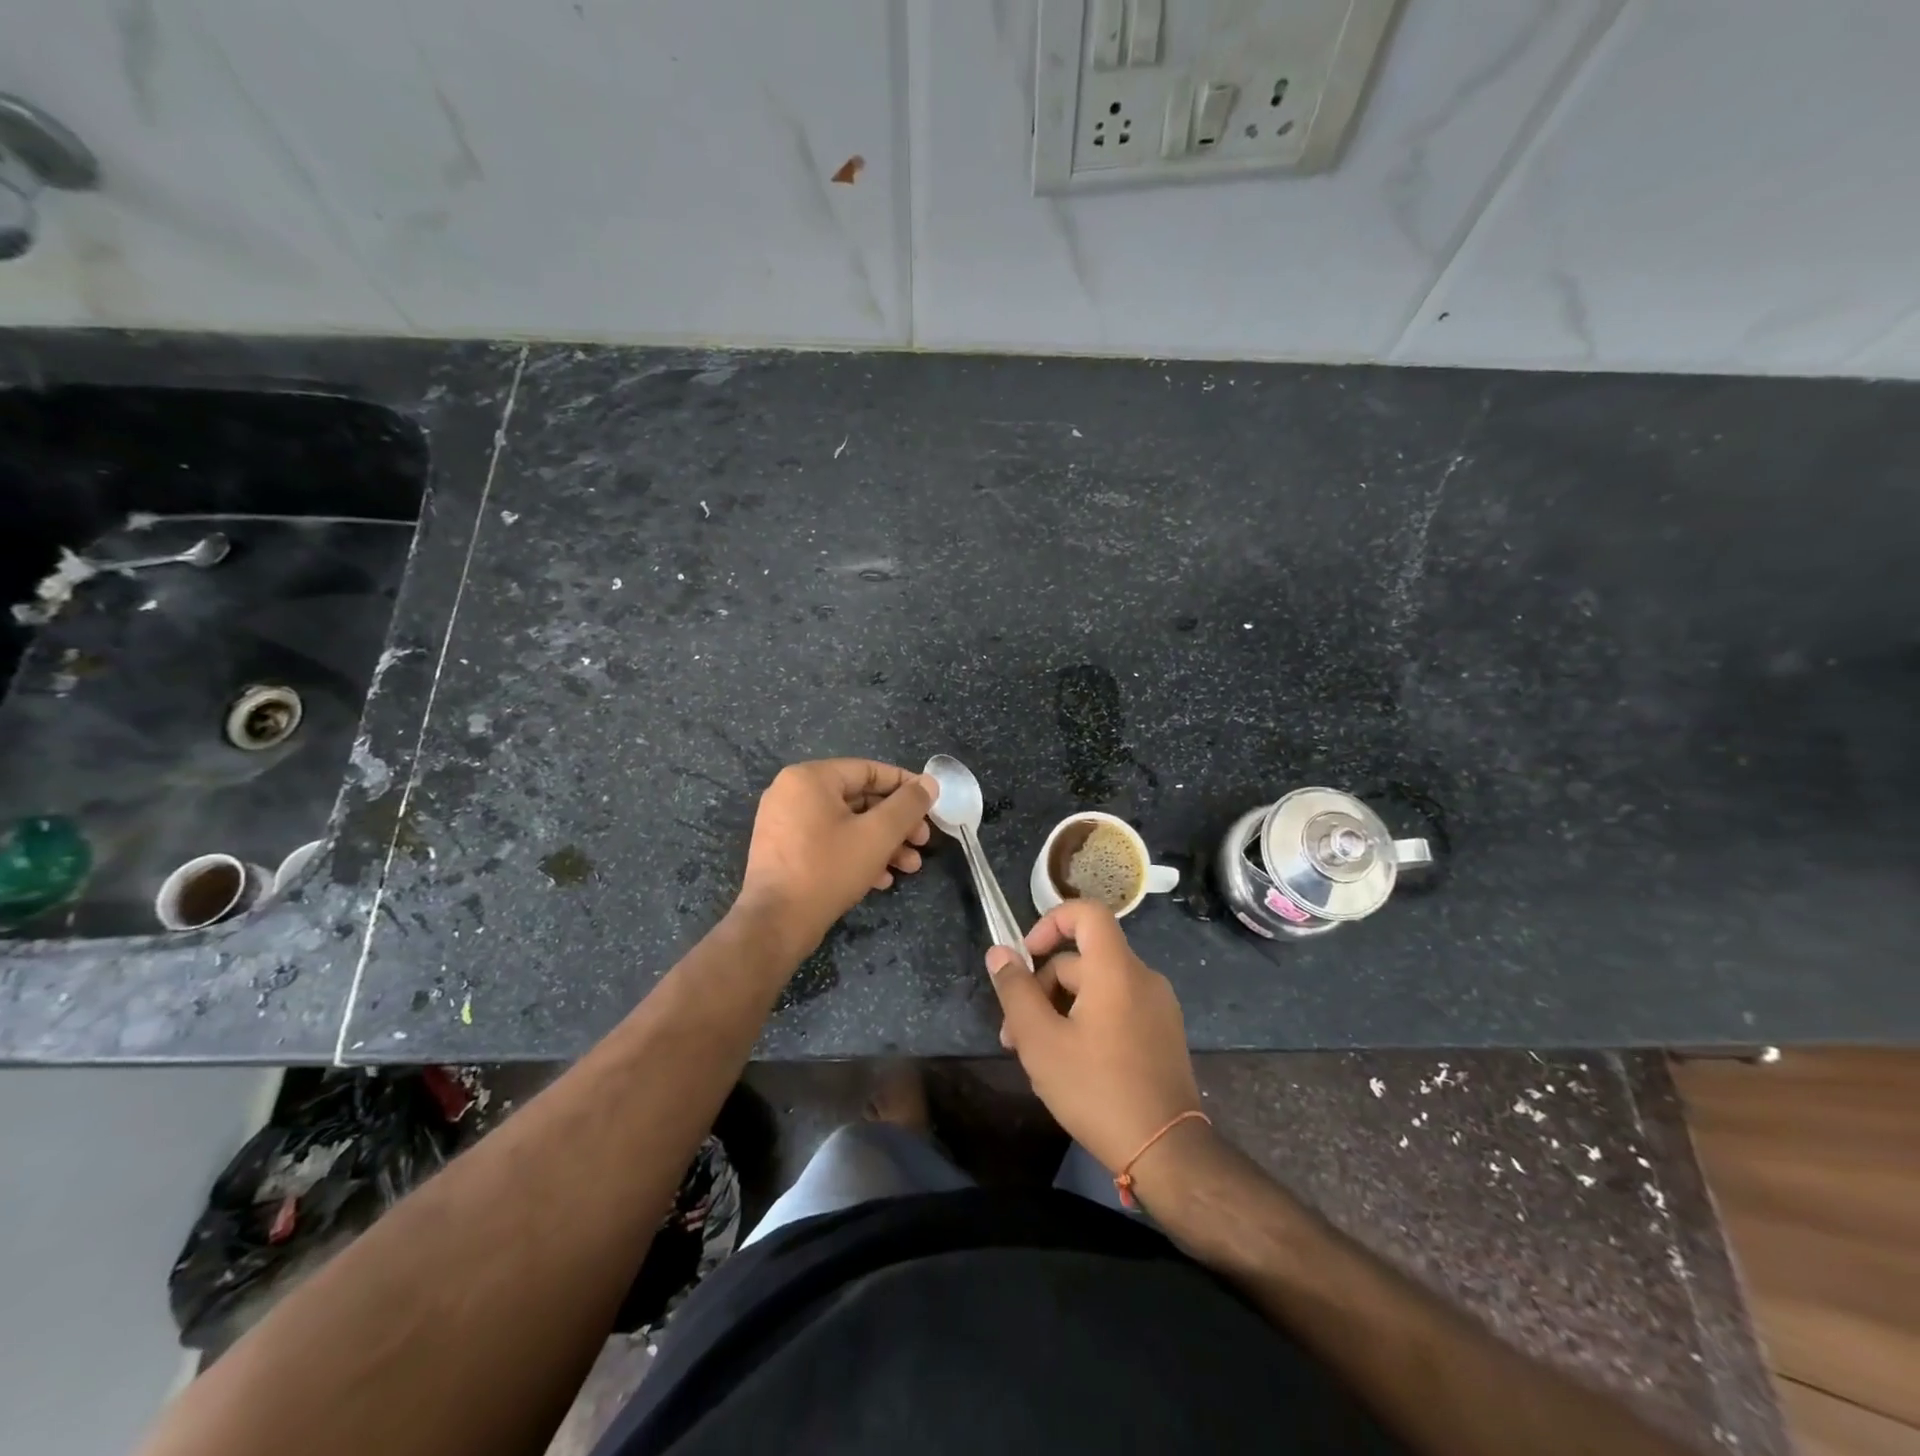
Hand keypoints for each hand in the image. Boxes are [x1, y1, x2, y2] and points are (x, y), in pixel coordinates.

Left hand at [736, 759, 934, 956]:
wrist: (775, 923)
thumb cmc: (828, 869)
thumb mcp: (878, 834)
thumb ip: (908, 805)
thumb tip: (929, 783)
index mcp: (810, 778)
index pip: (869, 770)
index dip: (906, 786)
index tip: (931, 804)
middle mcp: (792, 793)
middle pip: (859, 799)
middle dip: (896, 823)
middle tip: (923, 841)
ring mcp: (784, 823)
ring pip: (846, 824)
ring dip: (882, 843)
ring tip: (909, 867)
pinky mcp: (784, 851)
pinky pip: (828, 841)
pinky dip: (856, 854)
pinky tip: (881, 880)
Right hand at [986, 901, 1202, 1174]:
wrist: (1167, 1152)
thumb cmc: (1097, 1090)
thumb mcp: (1041, 1041)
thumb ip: (1016, 991)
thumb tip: (999, 952)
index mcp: (1116, 970)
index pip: (1087, 912)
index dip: (1051, 922)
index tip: (1026, 956)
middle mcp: (1142, 977)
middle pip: (1083, 960)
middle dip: (1042, 988)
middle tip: (1014, 1036)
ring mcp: (1157, 1006)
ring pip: (1096, 988)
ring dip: (1060, 1010)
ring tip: (1036, 1057)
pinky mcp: (1162, 1033)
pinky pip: (1117, 1008)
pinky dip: (1088, 1021)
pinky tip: (1070, 1064)